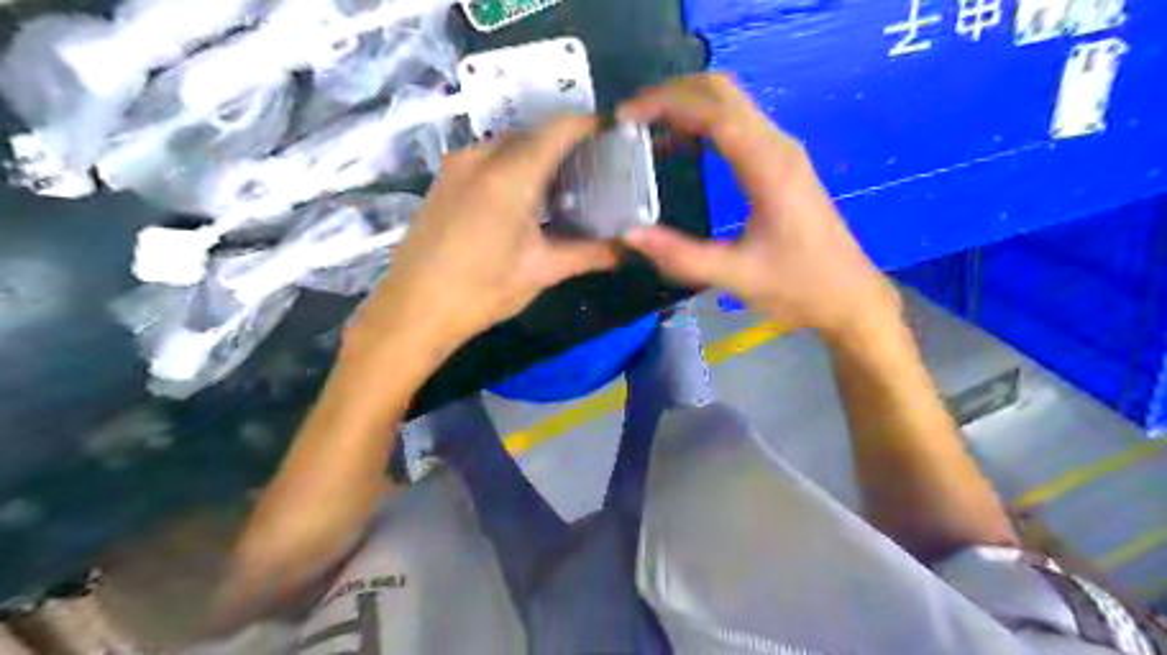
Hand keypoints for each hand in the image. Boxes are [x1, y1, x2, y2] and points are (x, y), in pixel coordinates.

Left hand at [346, 116, 619, 356]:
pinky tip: (525, 199)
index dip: (591, 126)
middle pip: (534, 134)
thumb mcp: (541, 271)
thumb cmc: (482, 291)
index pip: (559, 129)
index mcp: (510, 174)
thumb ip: (590, 253)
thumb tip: (629, 250)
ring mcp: (456, 166)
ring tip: (565, 187)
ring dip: (538, 158)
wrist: (413, 310)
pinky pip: (487, 158)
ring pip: (509, 145)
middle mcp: (481, 156)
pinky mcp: (444, 180)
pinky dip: (513, 167)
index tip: (615, 137)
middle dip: (567, 145)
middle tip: (595, 171)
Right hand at [619, 73, 899, 343]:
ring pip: (731, 103)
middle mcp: (777, 147)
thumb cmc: (798, 287)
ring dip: (688, 104)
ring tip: (646, 127)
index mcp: (768, 168)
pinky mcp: (781, 164)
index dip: (666, 104)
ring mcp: (782, 153)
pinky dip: (703, 122)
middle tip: (632, 117)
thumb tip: (630, 235)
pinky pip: (738, 124)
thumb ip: (681, 256)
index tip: (626, 117)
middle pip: (723, 91)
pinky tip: (681, 145)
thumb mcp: (736, 276)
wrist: (849, 297)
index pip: (714, 112)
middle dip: (673, 93)